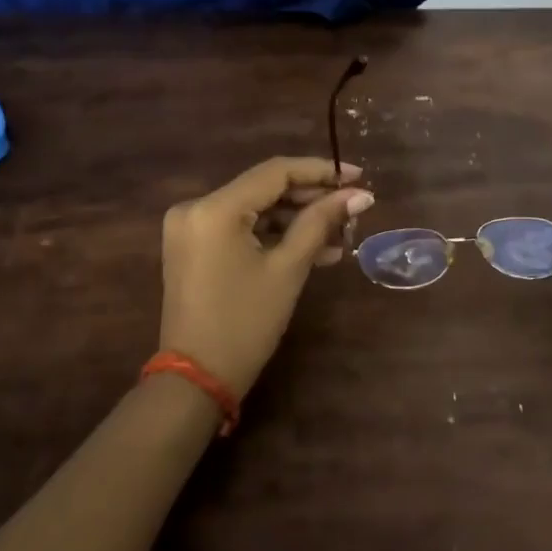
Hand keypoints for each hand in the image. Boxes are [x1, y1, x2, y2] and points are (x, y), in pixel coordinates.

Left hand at [159, 157, 373, 396]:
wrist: (197, 379)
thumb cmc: (246, 323)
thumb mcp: (288, 269)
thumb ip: (321, 222)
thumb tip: (360, 194)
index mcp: (214, 208)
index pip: (275, 172)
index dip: (320, 171)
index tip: (358, 176)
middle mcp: (195, 207)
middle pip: (264, 189)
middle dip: (311, 197)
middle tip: (352, 208)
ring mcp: (191, 227)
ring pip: (255, 209)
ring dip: (296, 219)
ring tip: (340, 233)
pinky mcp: (194, 246)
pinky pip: (240, 228)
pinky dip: (273, 235)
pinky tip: (314, 249)